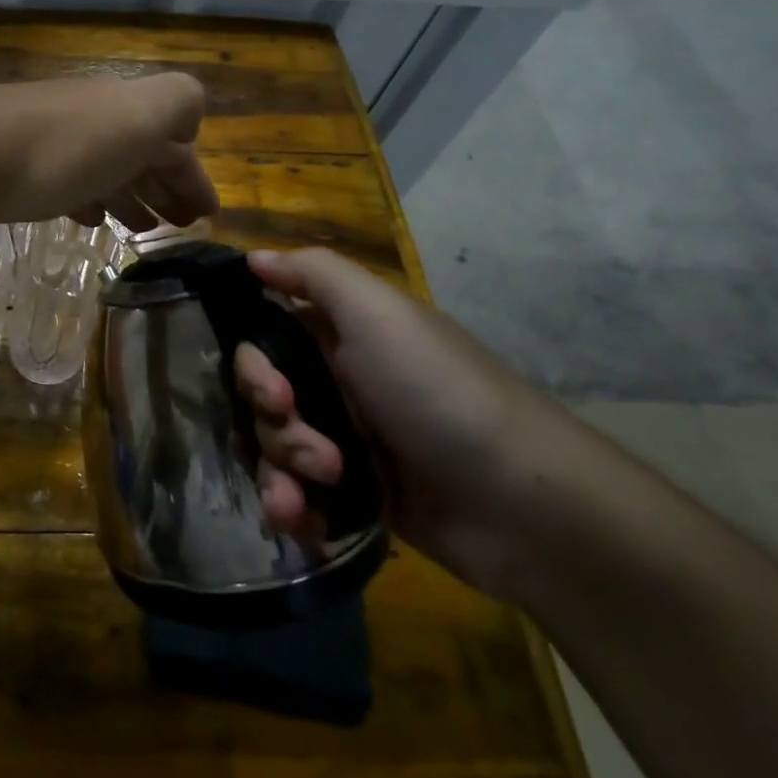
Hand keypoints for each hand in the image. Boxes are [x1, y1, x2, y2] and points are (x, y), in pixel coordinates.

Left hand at [0, 74, 218, 232]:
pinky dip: (88, 198)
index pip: (174, 140)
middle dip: (165, 186)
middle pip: (138, 152)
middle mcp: (91, 118)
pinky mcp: (16, 167)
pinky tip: (88, 218)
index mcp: (126, 107)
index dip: (194, 176)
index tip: (206, 216)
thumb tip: (185, 129)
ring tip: (141, 228)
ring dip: (129, 194)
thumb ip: (177, 106)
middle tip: (179, 226)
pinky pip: (67, 181)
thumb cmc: (63, 145)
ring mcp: (51, 141)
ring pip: (104, 167)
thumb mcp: (140, 114)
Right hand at [235, 246, 564, 597]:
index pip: (265, 341)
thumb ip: (313, 273)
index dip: (253, 366)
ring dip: (280, 472)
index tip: (273, 390)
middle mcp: (338, 384)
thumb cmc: (440, 394)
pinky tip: (302, 521)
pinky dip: (291, 509)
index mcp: (340, 337)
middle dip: (272, 425)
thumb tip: (254, 256)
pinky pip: (297, 496)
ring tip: (313, 493)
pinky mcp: (355, 498)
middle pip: (263, 400)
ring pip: (274, 450)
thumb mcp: (379, 313)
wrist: (524, 508)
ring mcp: (347, 443)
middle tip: (313, 448)